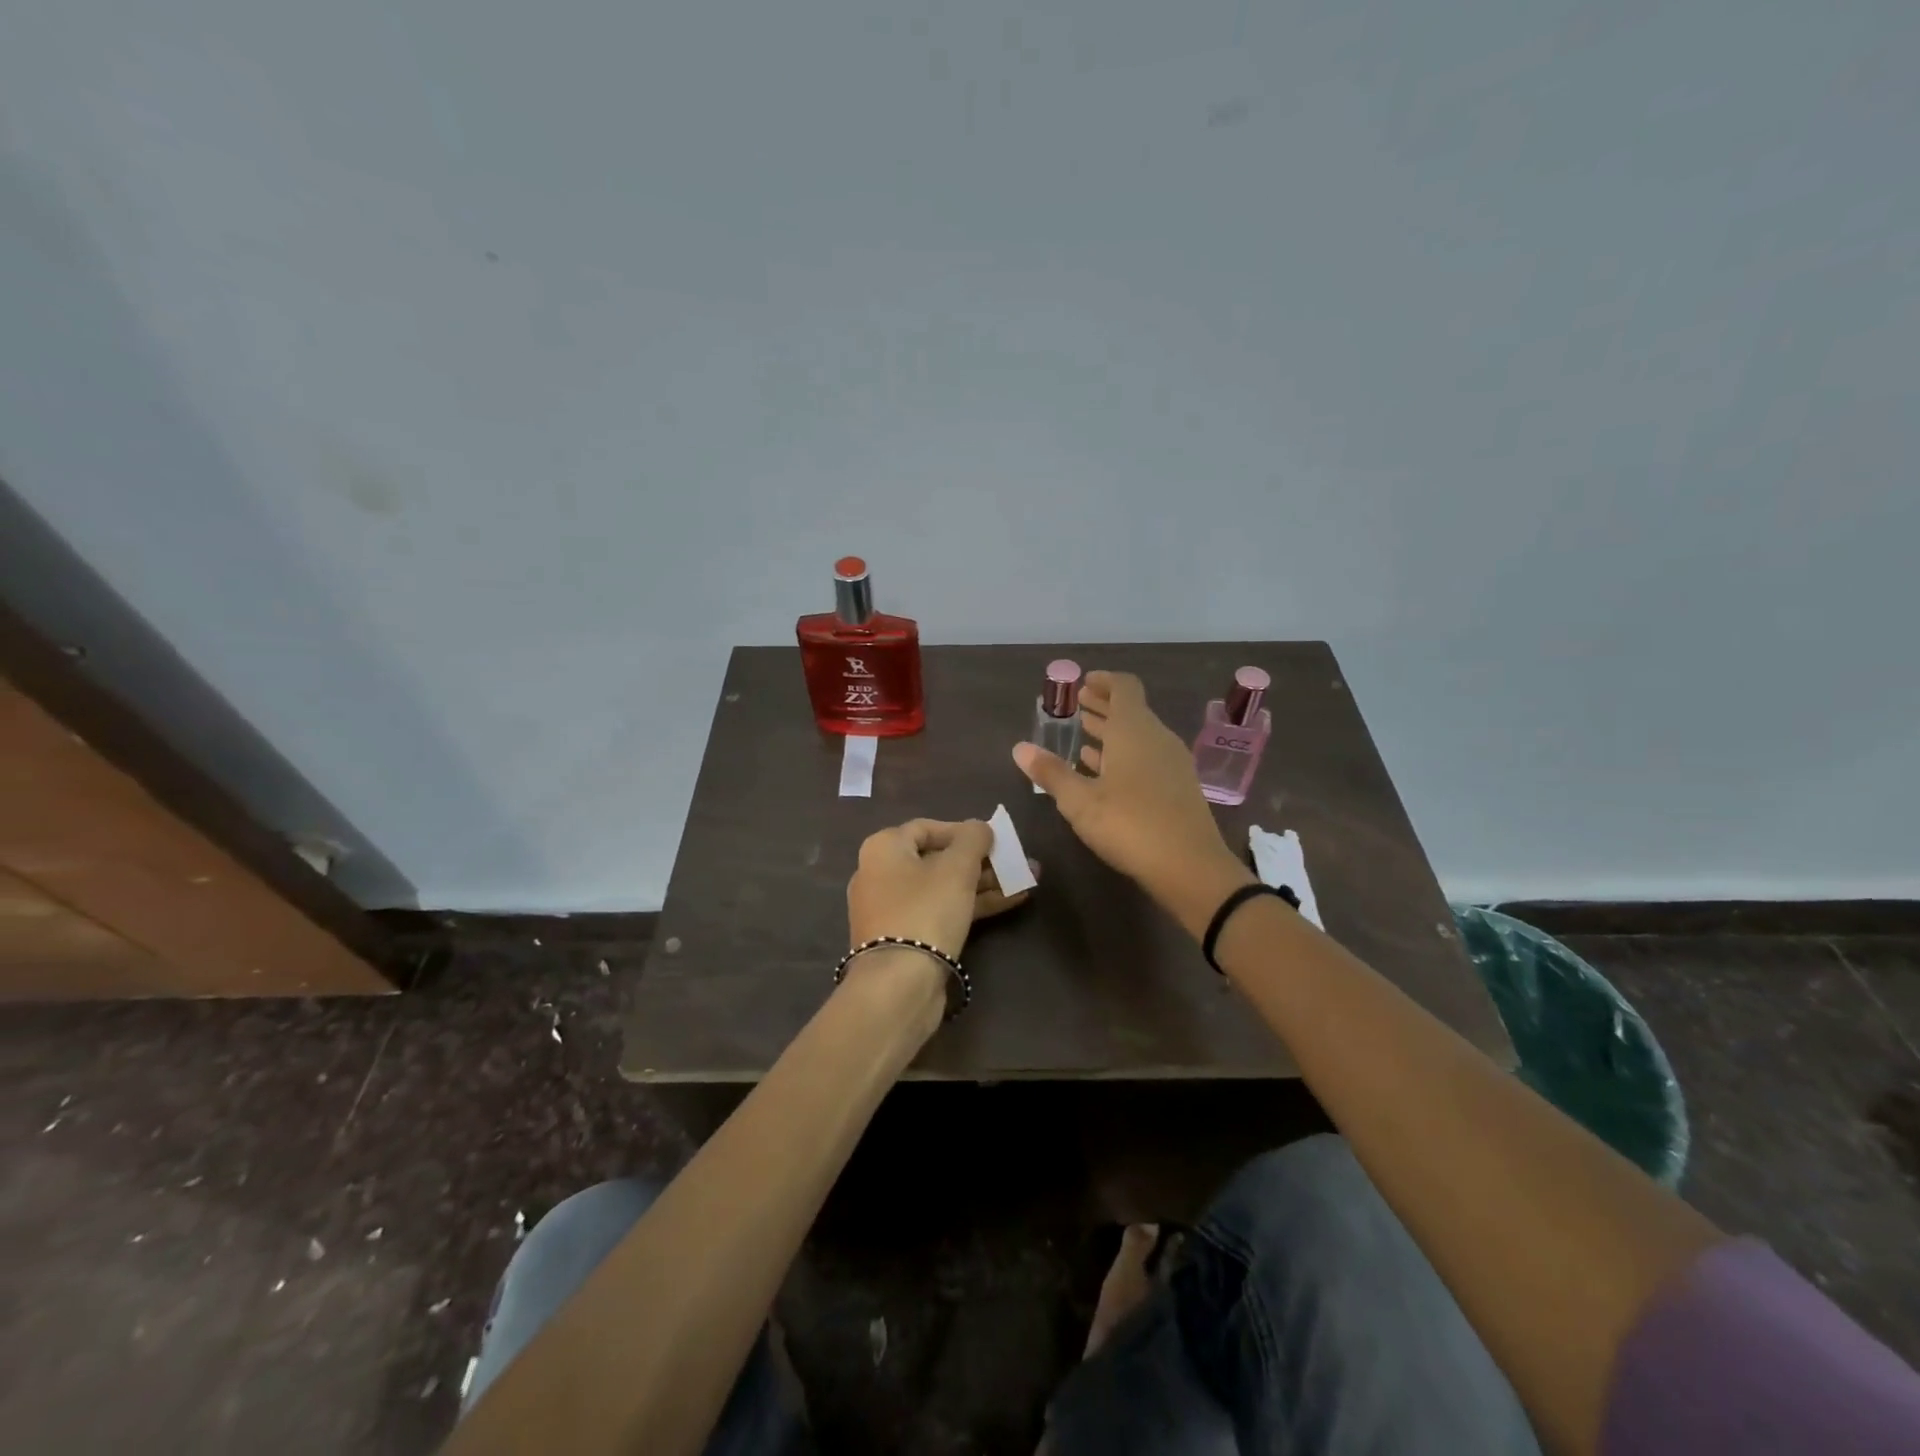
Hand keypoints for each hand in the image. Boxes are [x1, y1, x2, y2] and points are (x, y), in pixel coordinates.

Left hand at [846, 818, 1034, 960]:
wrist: (898, 984)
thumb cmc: (926, 910)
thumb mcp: (957, 867)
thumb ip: (973, 839)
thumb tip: (979, 827)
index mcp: (884, 849)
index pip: (927, 827)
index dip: (962, 831)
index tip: (993, 840)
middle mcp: (880, 874)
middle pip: (938, 859)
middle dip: (981, 861)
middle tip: (1015, 861)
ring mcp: (891, 909)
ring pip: (943, 888)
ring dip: (983, 883)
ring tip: (1025, 881)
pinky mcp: (905, 938)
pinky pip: (940, 911)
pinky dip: (971, 905)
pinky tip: (1009, 902)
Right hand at [1013, 672, 1252, 934]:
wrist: (1190, 867)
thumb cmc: (1129, 825)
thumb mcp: (1079, 801)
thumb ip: (1051, 772)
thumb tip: (1020, 748)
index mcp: (1134, 731)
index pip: (1124, 688)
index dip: (1104, 681)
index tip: (1084, 682)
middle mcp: (1157, 739)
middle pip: (1132, 711)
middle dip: (1104, 706)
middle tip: (1078, 705)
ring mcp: (1172, 764)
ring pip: (1139, 737)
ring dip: (1113, 733)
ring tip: (1085, 736)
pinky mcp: (1178, 788)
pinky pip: (1148, 758)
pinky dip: (1125, 756)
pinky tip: (1106, 773)